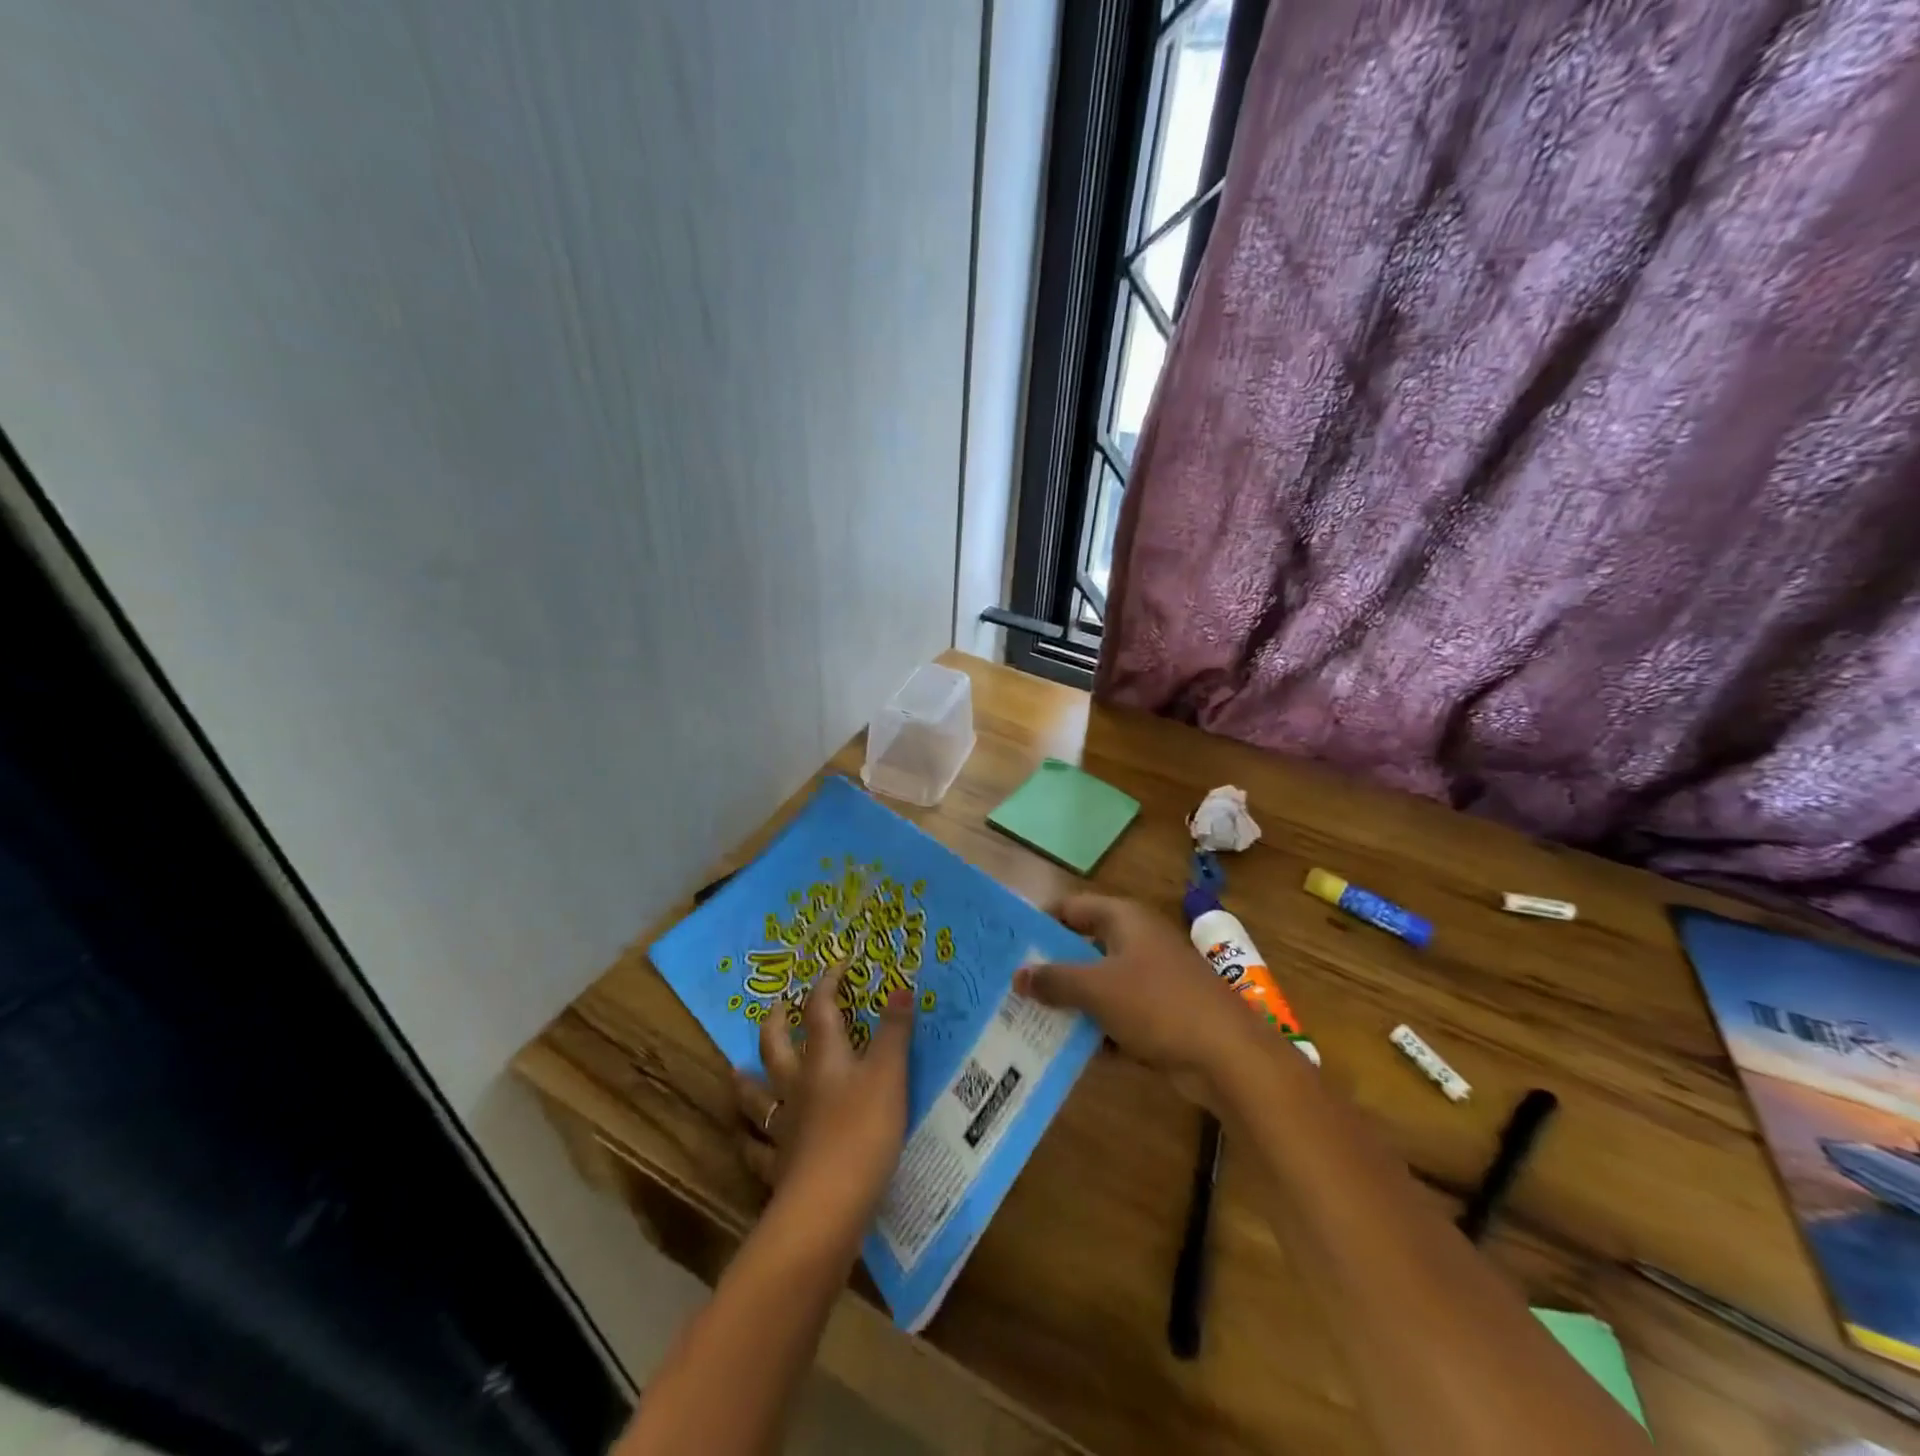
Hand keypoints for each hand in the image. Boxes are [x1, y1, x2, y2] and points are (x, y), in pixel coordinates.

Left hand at [733, 961, 913, 1239]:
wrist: (829, 1205)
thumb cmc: (864, 1131)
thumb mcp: (890, 1074)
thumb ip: (895, 1031)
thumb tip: (900, 986)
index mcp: (825, 1059)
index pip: (820, 1011)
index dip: (826, 986)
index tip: (835, 967)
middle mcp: (797, 1087)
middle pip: (776, 1049)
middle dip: (774, 1025)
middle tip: (772, 1008)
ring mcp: (783, 1129)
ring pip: (756, 1098)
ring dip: (746, 1082)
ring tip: (735, 1071)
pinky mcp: (779, 1169)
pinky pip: (757, 1152)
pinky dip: (749, 1143)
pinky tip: (745, 1141)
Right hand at [1015, 895, 1255, 1085]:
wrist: (1228, 1056)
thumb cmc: (1157, 1004)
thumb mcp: (1097, 989)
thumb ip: (1055, 979)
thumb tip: (1018, 975)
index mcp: (1124, 919)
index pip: (1071, 908)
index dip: (1040, 922)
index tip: (1008, 944)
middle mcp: (1136, 941)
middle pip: (1082, 947)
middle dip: (1050, 968)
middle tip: (1010, 986)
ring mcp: (1150, 979)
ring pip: (1098, 985)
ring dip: (1069, 1003)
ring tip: (1026, 1020)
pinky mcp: (1159, 1015)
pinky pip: (1115, 1016)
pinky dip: (1094, 1029)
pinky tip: (1064, 1049)